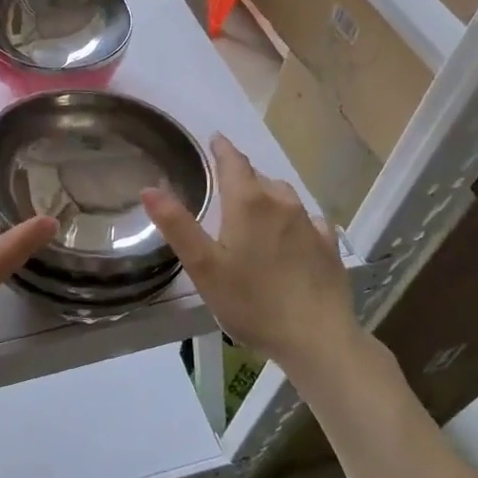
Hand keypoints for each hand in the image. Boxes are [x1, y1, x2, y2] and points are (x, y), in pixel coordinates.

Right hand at [141, 134, 361, 368]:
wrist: (317, 338)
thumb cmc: (251, 301)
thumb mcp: (204, 266)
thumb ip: (177, 225)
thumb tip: (149, 187)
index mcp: (248, 203)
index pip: (233, 162)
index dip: (222, 149)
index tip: (215, 139)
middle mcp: (282, 203)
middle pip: (259, 178)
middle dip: (241, 175)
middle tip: (224, 185)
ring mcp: (310, 224)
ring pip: (284, 196)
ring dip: (267, 195)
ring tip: (254, 209)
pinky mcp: (328, 246)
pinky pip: (308, 220)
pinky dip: (293, 220)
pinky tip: (291, 236)